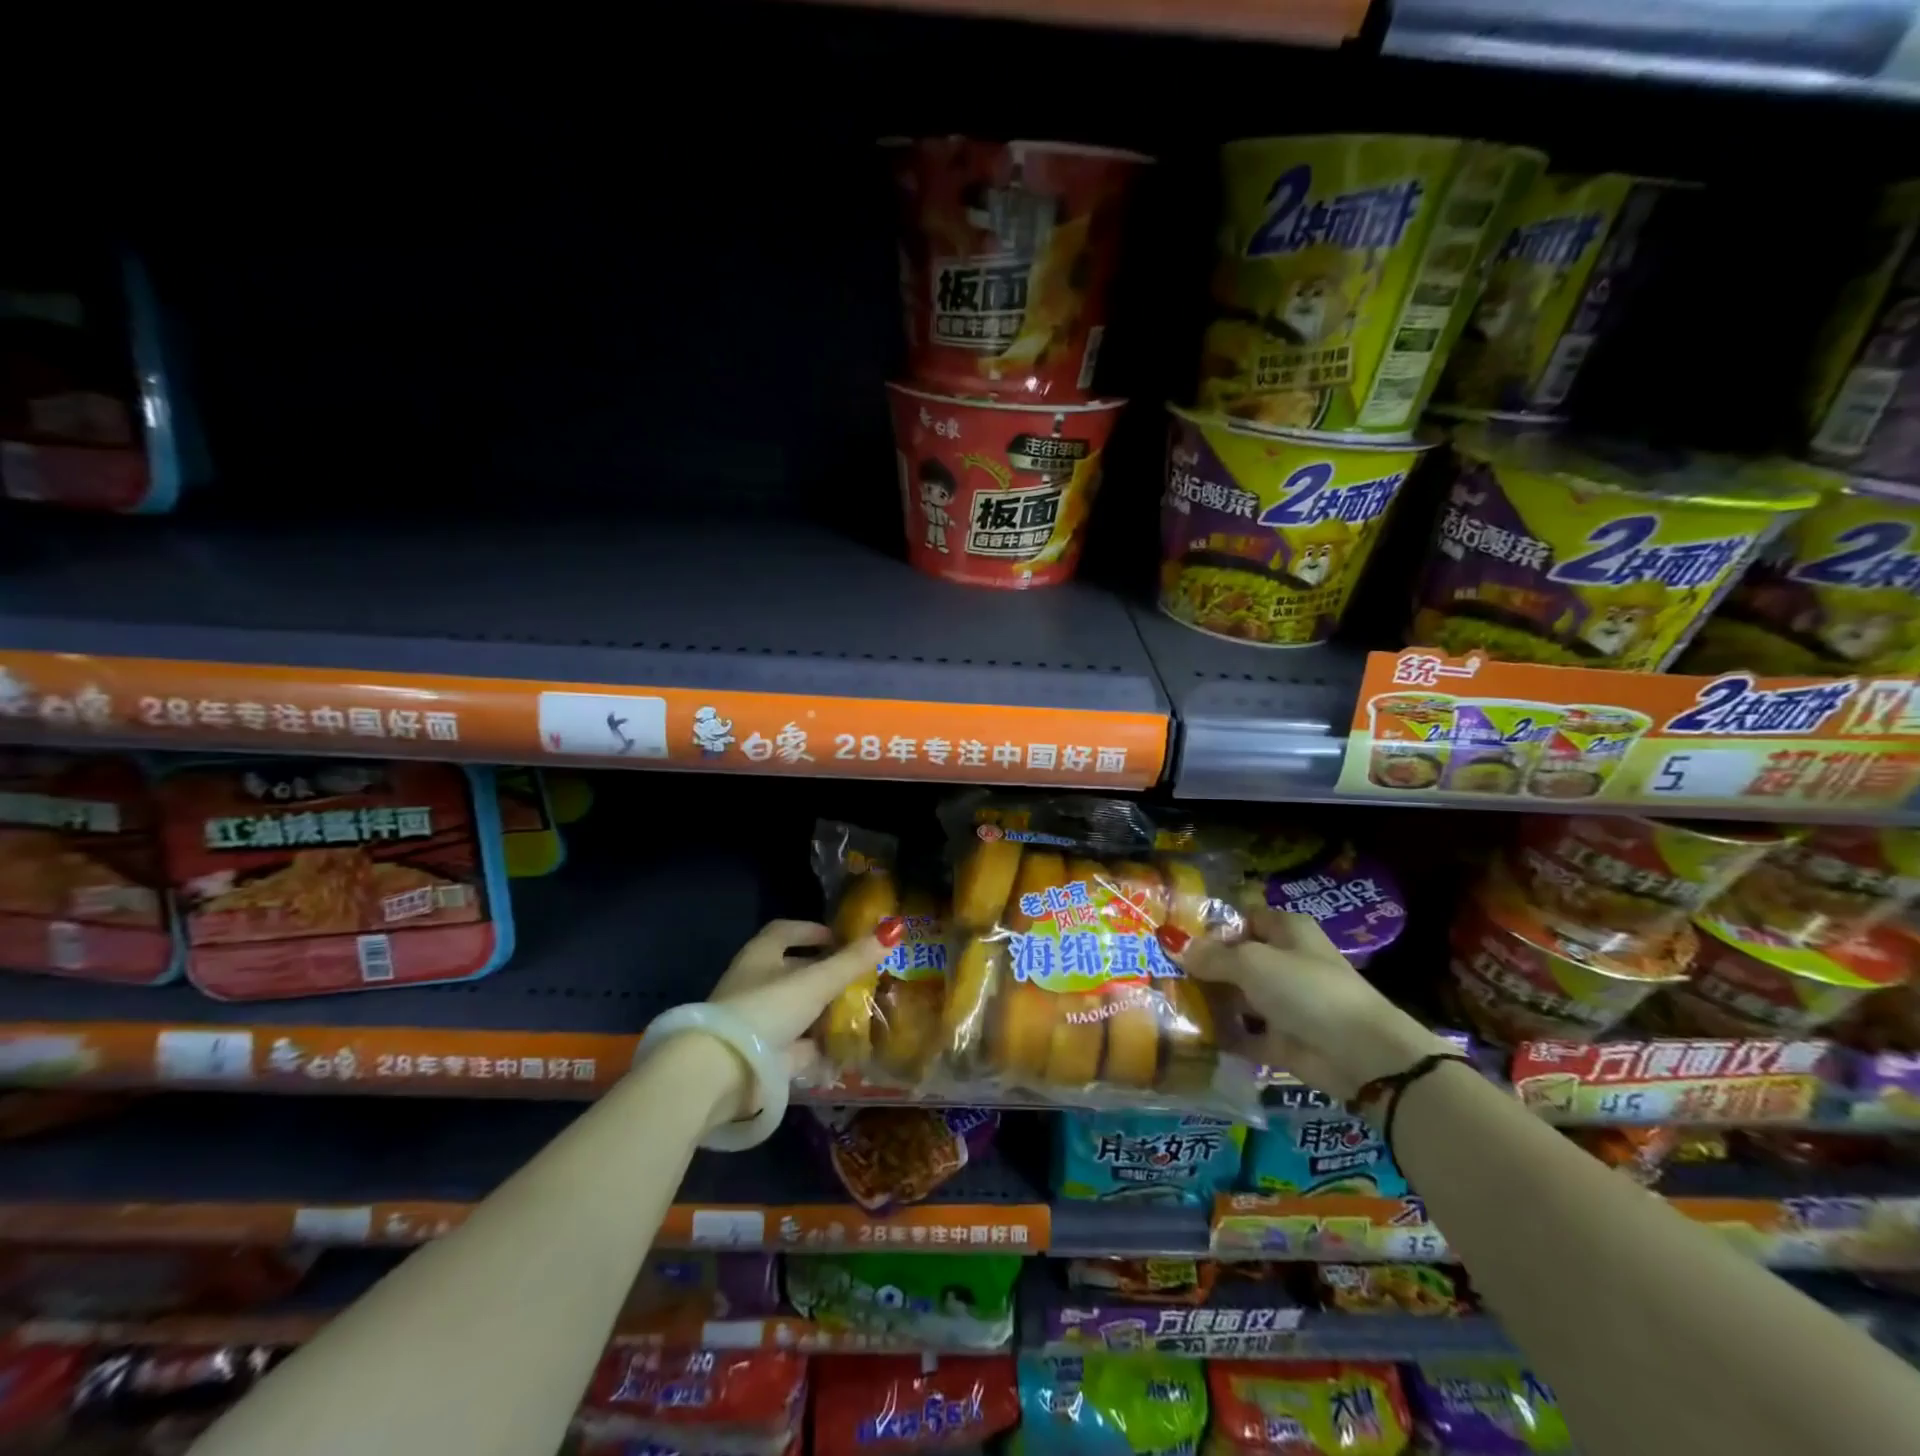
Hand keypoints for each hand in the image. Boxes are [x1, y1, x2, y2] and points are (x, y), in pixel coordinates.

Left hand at [693, 917, 903, 1120]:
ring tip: (860, 1011)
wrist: (724, 1072)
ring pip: (797, 1010)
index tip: (839, 938)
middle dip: (825, 974)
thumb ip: (852, 960)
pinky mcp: (763, 1056)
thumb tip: (893, 930)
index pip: (785, 931)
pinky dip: (818, 1046)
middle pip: (793, 972)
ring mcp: (757, 1022)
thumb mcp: (815, 981)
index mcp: (760, 956)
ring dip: (824, 1011)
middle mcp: (755, 984)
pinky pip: (796, 1045)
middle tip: (860, 976)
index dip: (812, 931)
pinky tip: (846, 1048)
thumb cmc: (767, 1009)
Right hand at [1172, 907, 1452, 1102]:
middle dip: (1200, 964)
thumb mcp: (1251, 962)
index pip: (1241, 917)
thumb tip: (1171, 943)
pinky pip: (1241, 1033)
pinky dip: (1219, 1034)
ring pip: (1236, 995)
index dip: (1210, 923)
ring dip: (1207, 999)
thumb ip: (1211, 955)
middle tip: (1156, 966)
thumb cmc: (1306, 989)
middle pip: (1234, 957)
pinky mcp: (1279, 1039)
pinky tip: (1185, 1031)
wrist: (1361, 1056)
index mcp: (1285, 930)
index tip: (1171, 931)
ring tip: (1162, 997)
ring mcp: (1282, 1002)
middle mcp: (1284, 961)